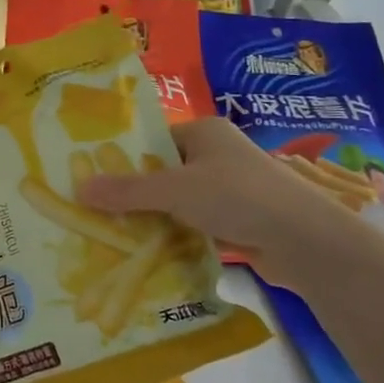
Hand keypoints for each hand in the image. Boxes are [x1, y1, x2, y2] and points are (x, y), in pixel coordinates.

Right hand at [76, 118, 351, 291]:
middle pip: (163, 172)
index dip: (123, 158)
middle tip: (97, 210)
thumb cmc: (237, 197)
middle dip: (134, 193)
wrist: (305, 240)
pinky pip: (195, 223)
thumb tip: (78, 189)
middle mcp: (217, 154)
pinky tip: (150, 251)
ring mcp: (230, 188)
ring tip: (115, 233)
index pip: (153, 140)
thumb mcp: (175, 190)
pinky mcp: (239, 219)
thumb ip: (127, 191)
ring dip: (154, 217)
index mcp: (204, 131)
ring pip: (178, 201)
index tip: (92, 178)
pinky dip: (176, 234)